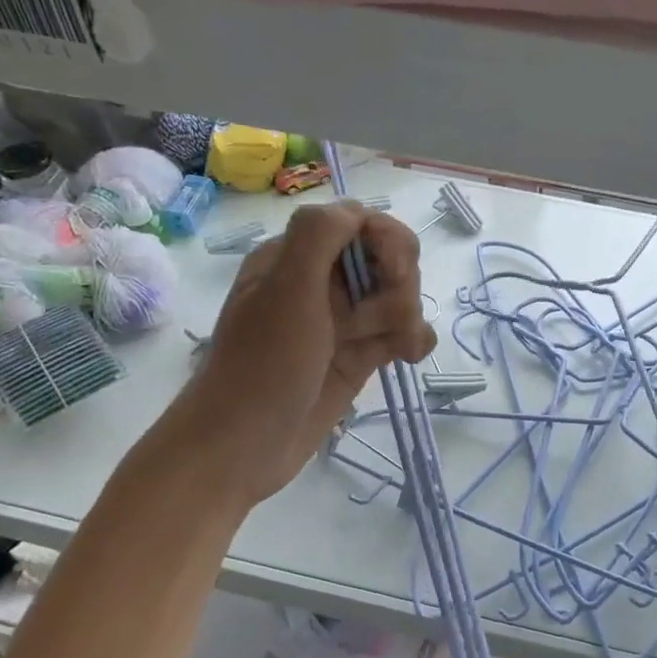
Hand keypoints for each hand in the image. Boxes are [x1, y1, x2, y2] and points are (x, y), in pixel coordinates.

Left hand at [144, 203, 434, 512]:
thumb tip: (359, 212)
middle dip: (397, 287)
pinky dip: (412, 342)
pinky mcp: (359, 356)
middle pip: (390, 260)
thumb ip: (320, 236)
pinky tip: (407, 360)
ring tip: (389, 350)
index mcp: (298, 255)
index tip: (390, 274)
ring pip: (400, 298)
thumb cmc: (262, 364)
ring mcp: (343, 321)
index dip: (387, 242)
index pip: (363, 223)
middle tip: (372, 322)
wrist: (243, 446)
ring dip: (405, 320)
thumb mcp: (286, 289)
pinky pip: (403, 334)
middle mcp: (323, 282)